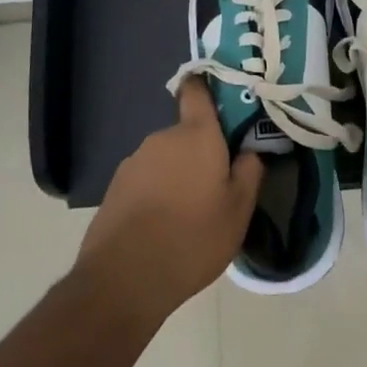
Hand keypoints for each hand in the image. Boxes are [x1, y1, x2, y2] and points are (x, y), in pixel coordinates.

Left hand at [77, 79, 263, 324]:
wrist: (124, 278)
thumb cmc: (192, 238)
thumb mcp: (238, 211)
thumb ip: (250, 172)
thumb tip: (251, 150)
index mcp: (196, 134)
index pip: (197, 90)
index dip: (207, 87)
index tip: (222, 98)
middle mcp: (162, 138)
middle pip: (187, 134)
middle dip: (201, 152)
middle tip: (217, 185)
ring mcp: (134, 162)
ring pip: (166, 159)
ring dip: (178, 175)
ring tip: (189, 214)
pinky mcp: (115, 187)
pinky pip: (146, 180)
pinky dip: (157, 194)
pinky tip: (163, 226)